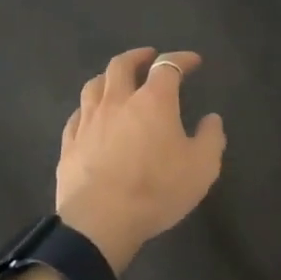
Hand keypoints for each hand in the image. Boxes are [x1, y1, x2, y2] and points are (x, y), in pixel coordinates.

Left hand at [55, 48, 226, 273]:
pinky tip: (90, 115)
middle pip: (122, 65)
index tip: (193, 61)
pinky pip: (77, 115)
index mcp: (153, 101)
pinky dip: (88, 108)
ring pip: (94, 85)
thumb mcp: (202, 168)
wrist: (100, 222)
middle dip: (137, 56)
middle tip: (148, 57)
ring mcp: (89, 121)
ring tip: (116, 80)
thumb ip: (211, 138)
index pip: (168, 66)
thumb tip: (211, 119)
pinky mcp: (69, 143)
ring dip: (108, 77)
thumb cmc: (156, 190)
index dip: (181, 59)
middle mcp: (118, 101)